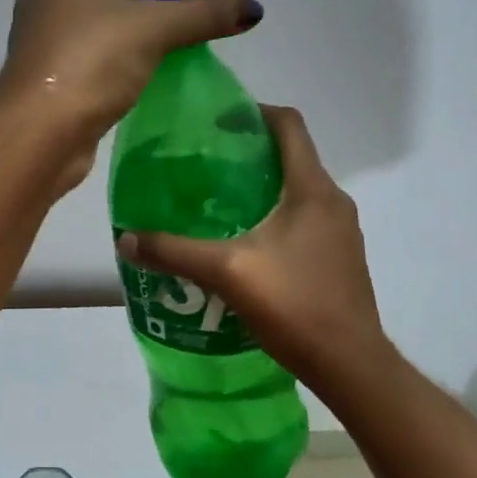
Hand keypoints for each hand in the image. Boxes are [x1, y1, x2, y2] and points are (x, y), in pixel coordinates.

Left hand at [0, 0, 260, 182]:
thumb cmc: (89, 63)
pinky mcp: (51, 69)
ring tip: (173, 40)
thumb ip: (205, 14)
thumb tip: (254, 8)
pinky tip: (146, 68)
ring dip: (141, 24)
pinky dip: (125, 50)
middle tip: (186, 7)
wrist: (36, 132)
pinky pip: (97, 47)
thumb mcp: (154, 30)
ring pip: (106, 16)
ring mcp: (46, 32)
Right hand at [114, 106, 387, 391]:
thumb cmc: (295, 305)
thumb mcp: (227, 273)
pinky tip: (242, 242)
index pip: (289, 125)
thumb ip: (175, 252)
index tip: (215, 123)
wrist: (350, 365)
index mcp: (312, 189)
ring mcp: (340, 231)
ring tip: (216, 201)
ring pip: (296, 190)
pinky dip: (273, 215)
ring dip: (260, 186)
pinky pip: (303, 218)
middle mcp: (332, 201)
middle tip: (203, 163)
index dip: (253, 112)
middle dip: (249, 152)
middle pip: (292, 156)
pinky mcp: (338, 257)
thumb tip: (126, 238)